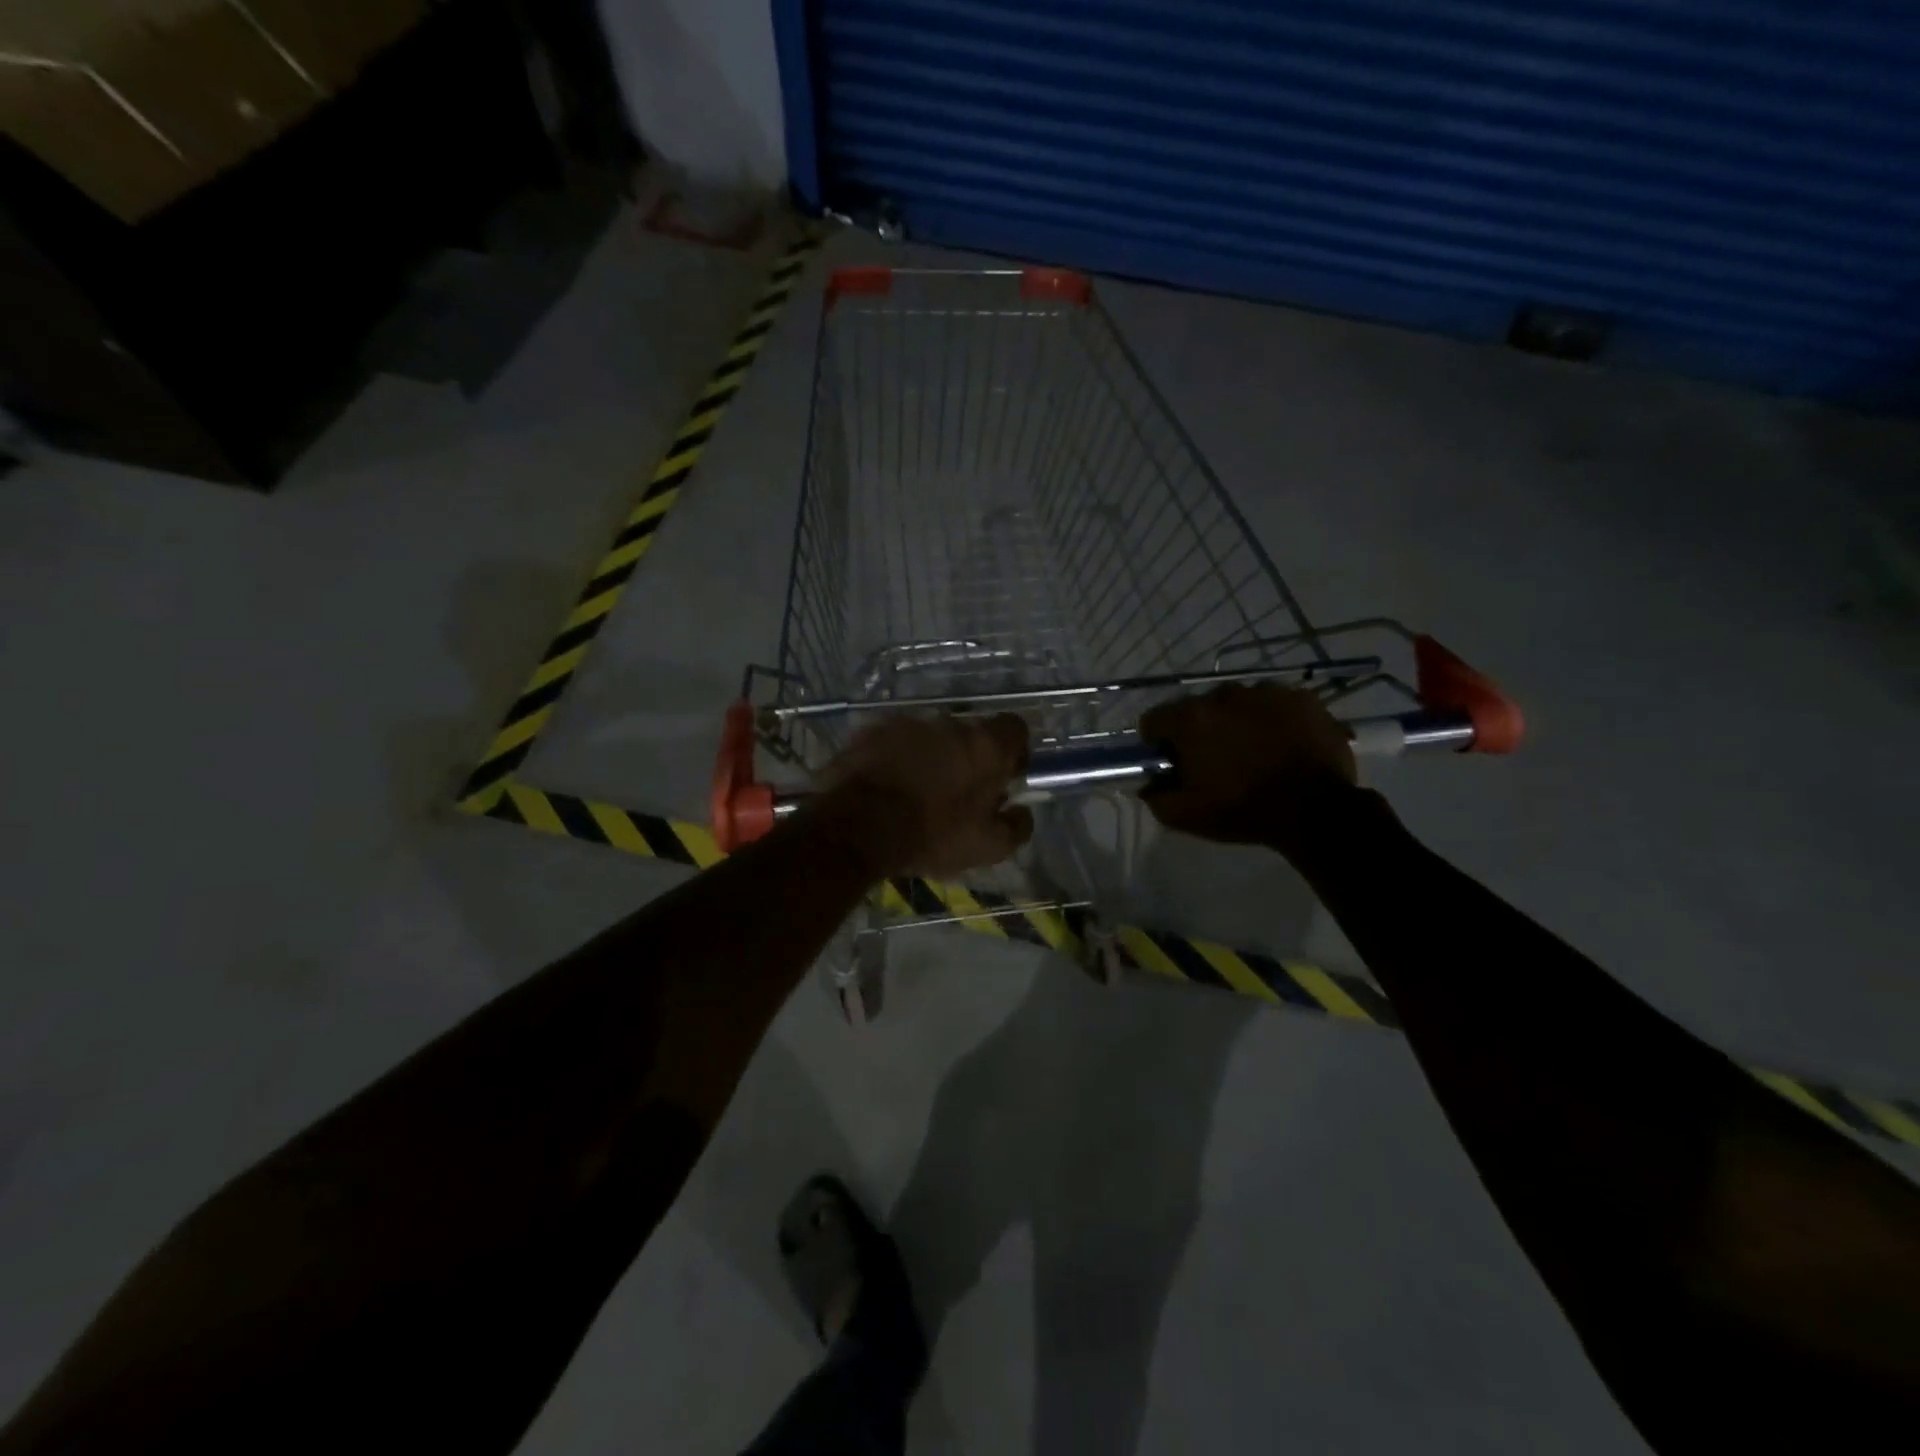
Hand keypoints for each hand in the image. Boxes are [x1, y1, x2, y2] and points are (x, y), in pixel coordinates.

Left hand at [817, 713, 1031, 877]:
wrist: (856, 826)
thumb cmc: (932, 835)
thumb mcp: (988, 847)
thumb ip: (1017, 826)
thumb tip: (1022, 811)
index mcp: (986, 745)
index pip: (1015, 728)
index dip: (1013, 751)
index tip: (1003, 776)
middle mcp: (951, 722)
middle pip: (970, 732)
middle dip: (968, 756)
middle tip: (958, 790)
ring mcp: (908, 722)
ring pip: (931, 735)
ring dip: (931, 755)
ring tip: (917, 789)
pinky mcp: (872, 729)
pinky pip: (895, 740)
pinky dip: (897, 756)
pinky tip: (887, 784)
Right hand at [1139, 683, 1356, 846]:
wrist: (1316, 811)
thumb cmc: (1243, 811)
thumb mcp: (1185, 816)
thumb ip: (1155, 796)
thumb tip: (1148, 783)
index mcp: (1191, 719)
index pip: (1154, 720)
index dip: (1158, 743)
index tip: (1174, 763)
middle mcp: (1225, 695)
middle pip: (1198, 709)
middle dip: (1201, 731)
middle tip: (1217, 762)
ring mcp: (1267, 692)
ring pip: (1239, 703)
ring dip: (1238, 722)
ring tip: (1256, 753)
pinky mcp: (1302, 698)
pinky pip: (1276, 704)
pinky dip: (1274, 720)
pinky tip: (1284, 745)